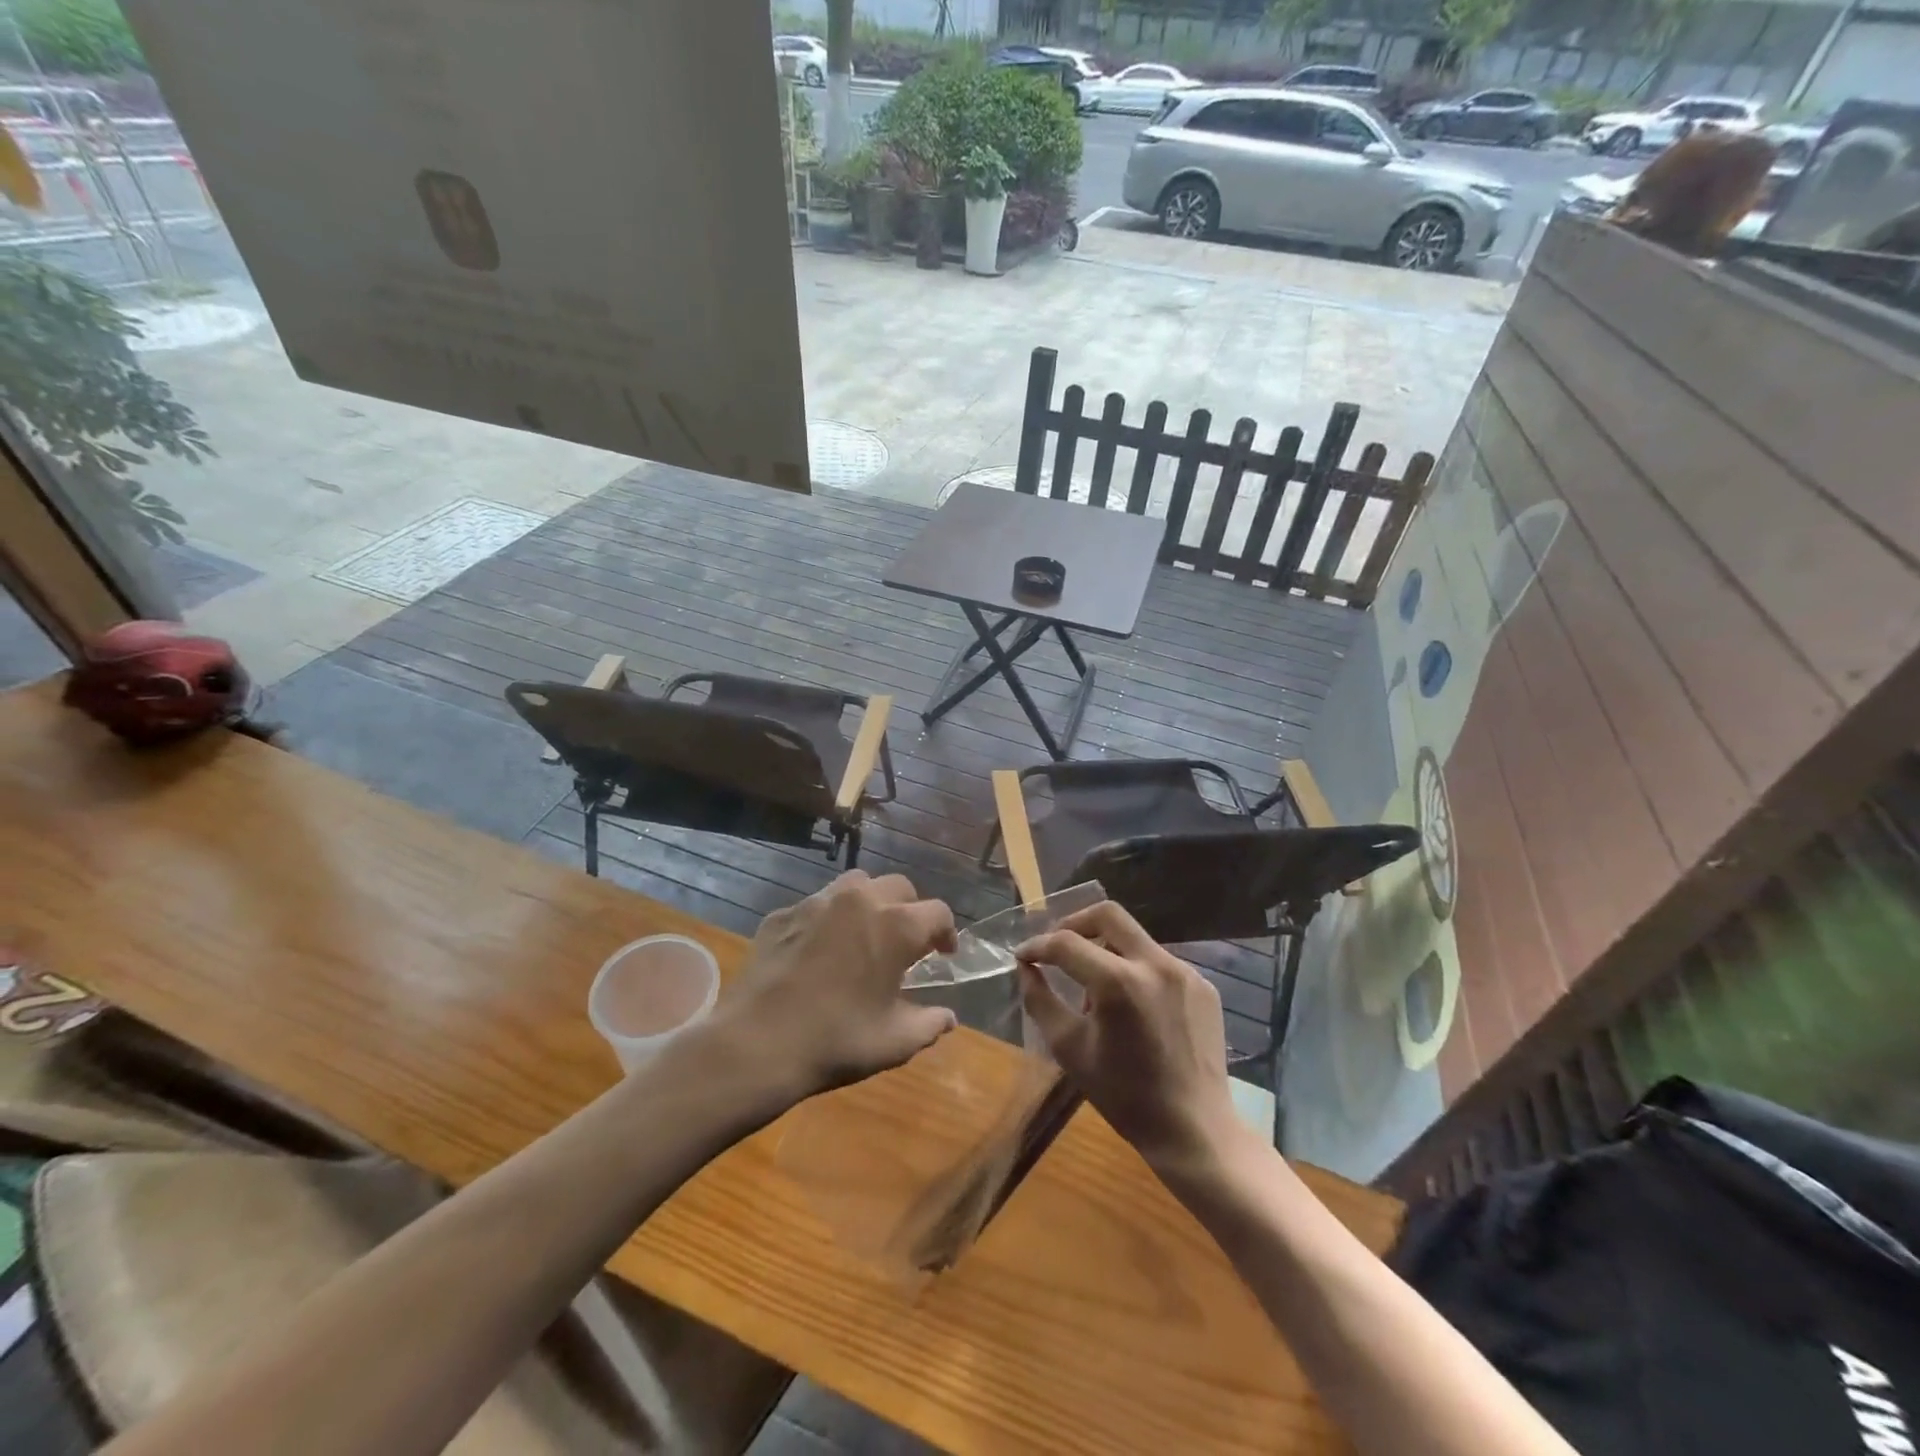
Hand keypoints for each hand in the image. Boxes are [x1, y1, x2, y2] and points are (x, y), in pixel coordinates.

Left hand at [714, 870, 958, 1103]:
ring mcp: (817, 902)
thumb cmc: (836, 1042)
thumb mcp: (894, 1042)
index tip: (943, 955)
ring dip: (870, 902)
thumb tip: (948, 1018)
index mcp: (897, 926)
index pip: (938, 912)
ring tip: (864, 934)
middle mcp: (860, 900)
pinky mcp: (782, 914)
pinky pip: (816, 905)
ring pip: (856, 884)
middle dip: (910, 911)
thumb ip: (929, 1025)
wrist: (755, 1044)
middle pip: (899, 888)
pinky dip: (828, 919)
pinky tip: (819, 951)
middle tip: (905, 944)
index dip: (946, 933)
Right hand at [1016, 902, 1238, 1171]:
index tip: (1023, 956)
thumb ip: (1040, 1000)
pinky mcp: (1203, 985)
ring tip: (1093, 987)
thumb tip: (1025, 967)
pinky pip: (1159, 962)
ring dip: (1106, 949)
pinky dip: (1135, 970)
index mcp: (1119, 982)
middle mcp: (1155, 964)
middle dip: (1074, 923)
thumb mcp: (1069, 1049)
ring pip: (1135, 938)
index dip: (1038, 945)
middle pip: (1107, 914)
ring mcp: (1184, 972)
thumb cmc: (1124, 1096)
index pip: (1066, 943)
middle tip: (1056, 947)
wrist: (1194, 1130)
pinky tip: (1131, 1005)